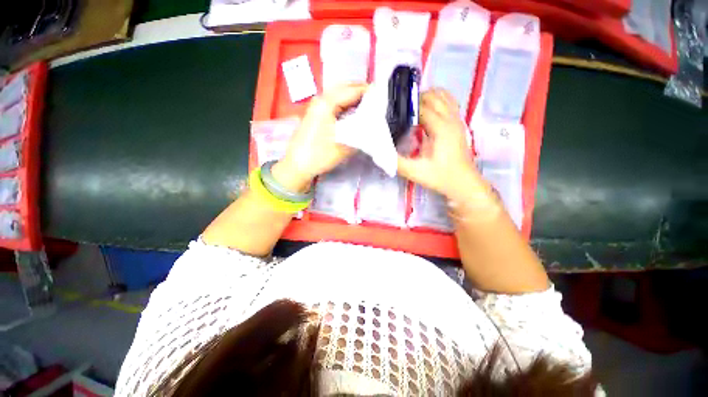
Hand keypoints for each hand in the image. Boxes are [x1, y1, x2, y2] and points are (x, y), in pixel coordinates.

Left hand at [272, 83, 367, 192]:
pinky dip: (346, 105)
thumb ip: (360, 133)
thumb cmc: (319, 155)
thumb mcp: (344, 145)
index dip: (369, 92)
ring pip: (339, 95)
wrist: (297, 165)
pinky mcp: (316, 114)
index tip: (384, 97)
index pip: (352, 90)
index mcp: (327, 103)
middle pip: (345, 88)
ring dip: (354, 98)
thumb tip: (373, 126)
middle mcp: (321, 99)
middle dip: (362, 92)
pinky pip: (334, 103)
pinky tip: (355, 113)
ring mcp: (317, 106)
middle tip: (378, 101)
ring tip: (369, 107)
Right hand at [397, 89, 485, 202]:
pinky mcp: (459, 124)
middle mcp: (450, 119)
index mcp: (440, 128)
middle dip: (415, 100)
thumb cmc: (441, 177)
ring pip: (443, 96)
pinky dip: (437, 101)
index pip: (421, 107)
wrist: (463, 183)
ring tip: (412, 110)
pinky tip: (428, 113)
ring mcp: (457, 120)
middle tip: (400, 112)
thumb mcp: (415, 172)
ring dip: (427, 98)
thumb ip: (396, 161)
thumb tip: (381, 150)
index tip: (392, 113)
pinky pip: (449, 102)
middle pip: (433, 96)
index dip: (406, 108)